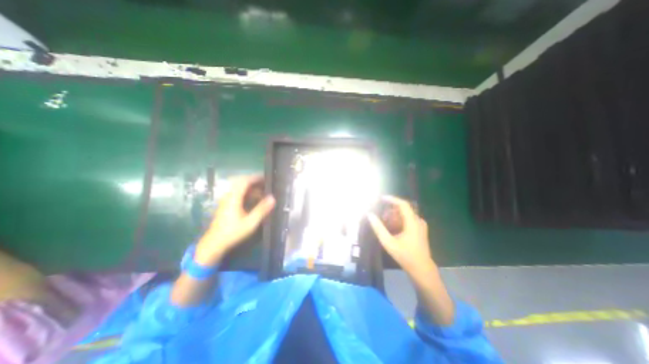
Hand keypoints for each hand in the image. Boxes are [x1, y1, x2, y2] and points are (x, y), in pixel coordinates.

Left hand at [192, 175, 272, 265]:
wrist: (214, 243)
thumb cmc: (233, 232)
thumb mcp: (250, 222)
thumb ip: (261, 209)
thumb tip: (273, 198)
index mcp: (234, 198)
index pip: (244, 181)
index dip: (256, 178)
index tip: (267, 178)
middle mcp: (229, 196)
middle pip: (241, 182)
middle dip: (254, 181)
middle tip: (266, 184)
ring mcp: (226, 200)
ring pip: (239, 188)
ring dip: (251, 187)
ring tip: (263, 191)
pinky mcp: (226, 204)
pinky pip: (237, 193)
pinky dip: (247, 192)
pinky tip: (254, 199)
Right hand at [371, 196, 435, 274]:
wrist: (422, 269)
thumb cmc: (405, 256)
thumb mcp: (389, 242)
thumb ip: (378, 228)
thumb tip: (370, 215)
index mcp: (413, 222)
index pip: (403, 204)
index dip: (392, 199)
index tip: (381, 199)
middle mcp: (418, 221)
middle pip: (403, 209)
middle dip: (390, 211)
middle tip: (380, 216)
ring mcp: (420, 225)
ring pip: (404, 215)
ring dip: (394, 217)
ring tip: (384, 224)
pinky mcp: (420, 230)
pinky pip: (408, 220)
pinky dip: (398, 221)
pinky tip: (392, 229)